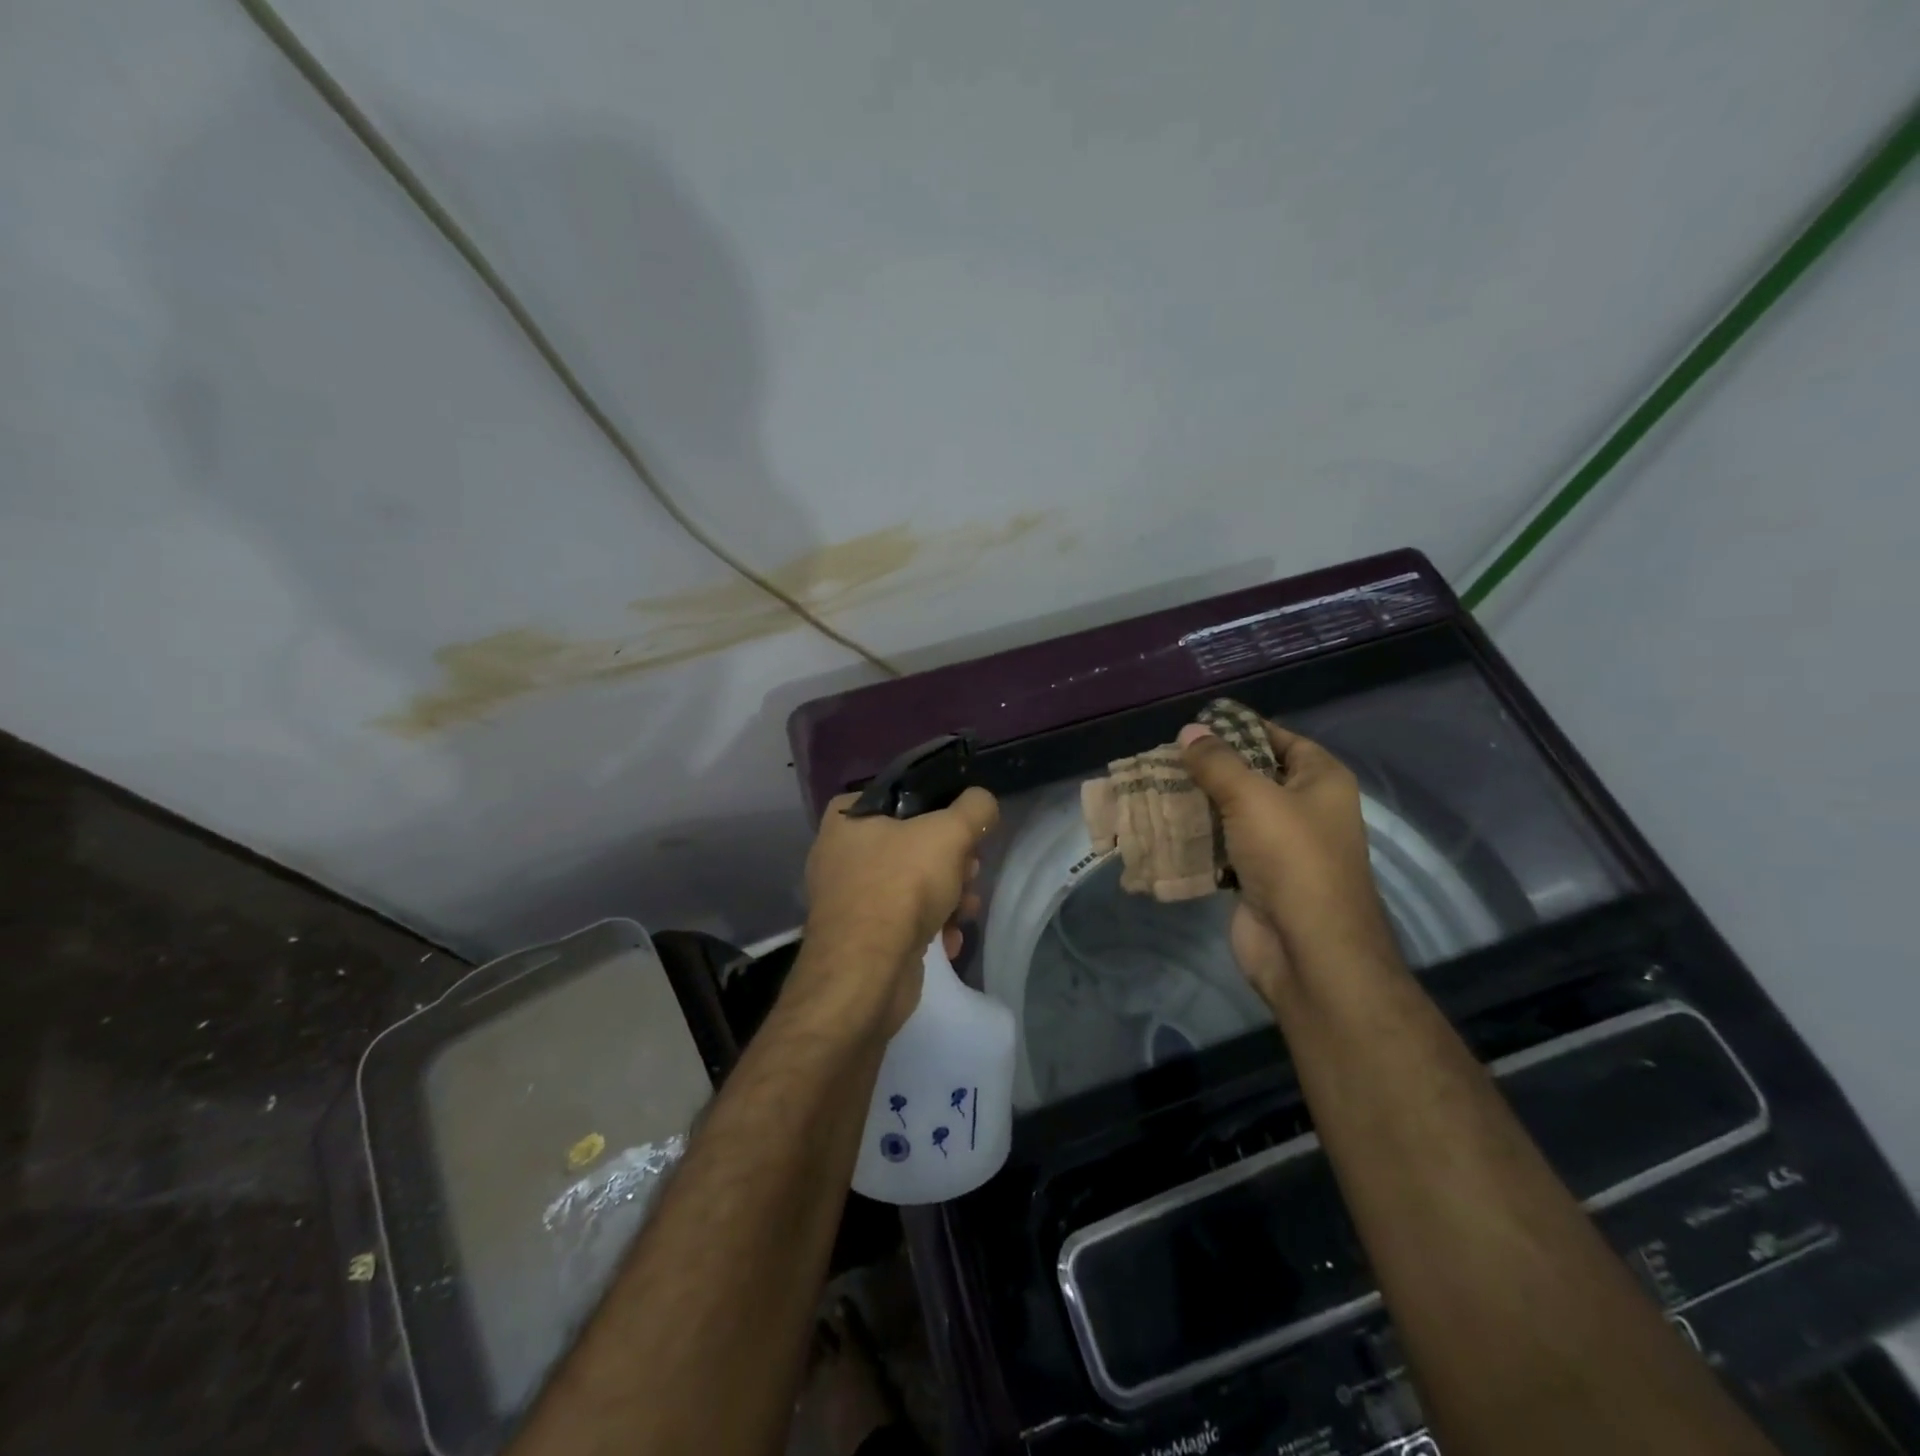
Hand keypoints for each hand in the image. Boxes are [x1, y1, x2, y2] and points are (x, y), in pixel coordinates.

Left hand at [799, 787, 999, 1032]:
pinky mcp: (861, 937)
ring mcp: (849, 898)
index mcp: (847, 817)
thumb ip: (974, 809)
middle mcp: (841, 853)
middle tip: (970, 872)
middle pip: (914, 844)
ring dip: (949, 896)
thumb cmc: (901, 886)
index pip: (902, 797)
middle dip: (952, 862)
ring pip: (913, 884)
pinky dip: (931, 927)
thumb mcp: (949, 832)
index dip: (939, 810)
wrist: (866, 973)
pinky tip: (950, 938)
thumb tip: (983, 803)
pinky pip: (904, 920)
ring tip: (966, 910)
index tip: (964, 829)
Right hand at [1177, 717, 1398, 1002]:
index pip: (1281, 739)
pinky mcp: (1257, 877)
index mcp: (1321, 781)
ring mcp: (1281, 847)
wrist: (1307, 949)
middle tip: (1164, 757)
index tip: (1197, 725)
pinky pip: (1223, 847)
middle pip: (1253, 776)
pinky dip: (1197, 839)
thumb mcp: (1252, 797)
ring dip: (1198, 804)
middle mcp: (1306, 809)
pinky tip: (1163, 827)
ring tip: (1154, 787)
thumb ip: (1217, 762)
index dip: (1242, 729)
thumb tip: (1189, 731)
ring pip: (1233, 813)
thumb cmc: (1291, 858)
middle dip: (1210, 769)